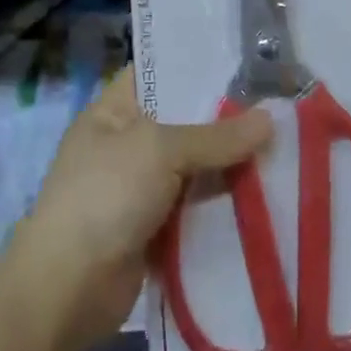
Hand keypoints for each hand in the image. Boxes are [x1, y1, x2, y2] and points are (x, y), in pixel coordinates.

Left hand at [18, 67, 273, 341]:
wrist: (68, 290)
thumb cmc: (106, 196)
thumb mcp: (160, 150)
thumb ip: (216, 136)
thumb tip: (271, 118)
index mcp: (113, 111)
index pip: (157, 73)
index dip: (196, 65)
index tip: (243, 60)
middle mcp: (126, 144)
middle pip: (184, 122)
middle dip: (226, 119)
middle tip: (277, 106)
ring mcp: (139, 188)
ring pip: (195, 166)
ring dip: (229, 164)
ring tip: (282, 146)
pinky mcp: (154, 229)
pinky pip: (196, 206)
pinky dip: (222, 203)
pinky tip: (264, 192)